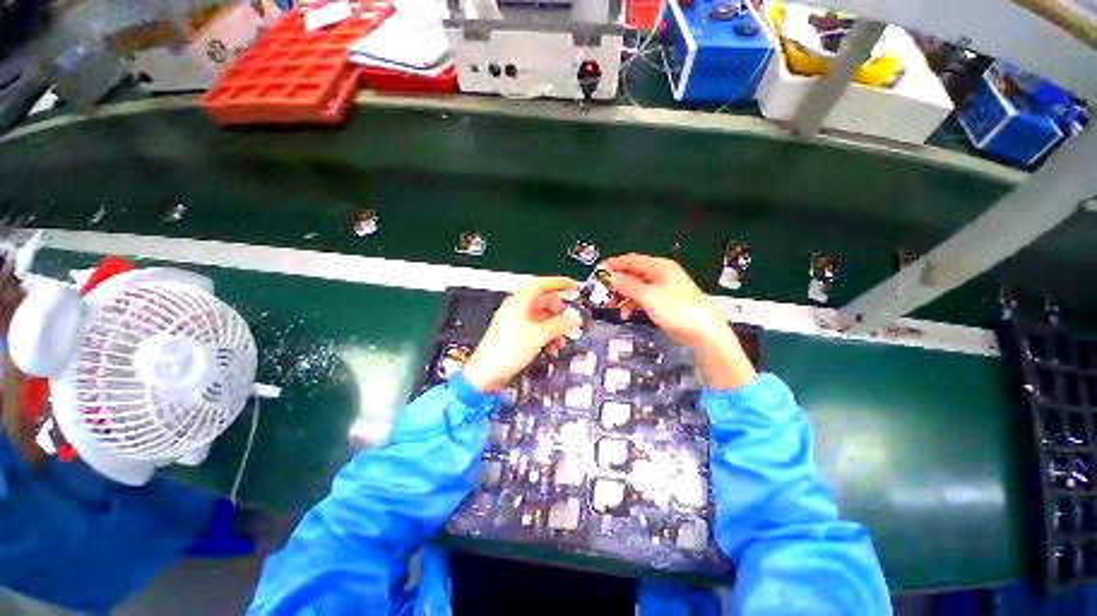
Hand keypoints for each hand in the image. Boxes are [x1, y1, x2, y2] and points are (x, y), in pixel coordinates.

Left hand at [463, 277, 582, 393]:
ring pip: (542, 317)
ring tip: (561, 340)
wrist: (487, 372)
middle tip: (569, 321)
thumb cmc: (504, 351)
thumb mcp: (539, 335)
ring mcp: (515, 321)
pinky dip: (546, 335)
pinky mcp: (515, 334)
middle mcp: (516, 308)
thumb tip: (573, 320)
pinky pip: (536, 329)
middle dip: (559, 313)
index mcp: (519, 301)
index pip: (542, 284)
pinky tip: (552, 347)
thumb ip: (560, 325)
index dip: (559, 283)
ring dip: (554, 328)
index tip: (572, 286)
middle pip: (544, 302)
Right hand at [601, 254, 755, 388]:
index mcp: (659, 267)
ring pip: (637, 287)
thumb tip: (613, 277)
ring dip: (624, 295)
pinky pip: (643, 298)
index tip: (598, 270)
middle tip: (602, 291)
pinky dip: (633, 304)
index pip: (632, 260)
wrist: (703, 332)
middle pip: (634, 273)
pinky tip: (627, 313)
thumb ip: (628, 285)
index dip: (614, 264)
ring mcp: (663, 289)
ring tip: (612, 305)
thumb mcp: (648, 296)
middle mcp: (661, 275)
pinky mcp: (664, 303)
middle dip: (618, 281)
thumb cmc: (676, 309)